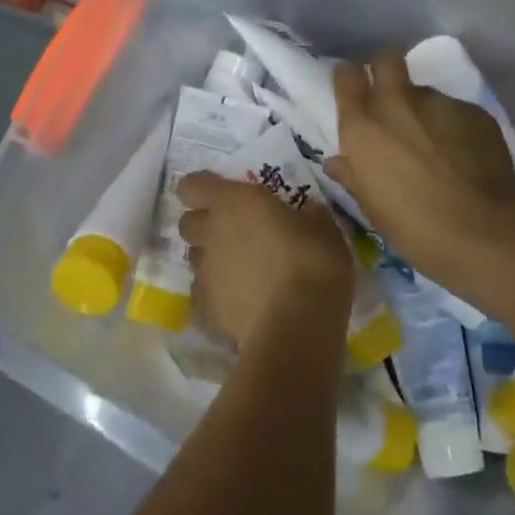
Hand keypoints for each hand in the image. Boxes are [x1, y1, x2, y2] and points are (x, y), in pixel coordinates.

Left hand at [175, 172, 354, 349]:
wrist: (296, 329)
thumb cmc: (313, 265)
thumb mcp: (326, 231)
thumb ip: (309, 216)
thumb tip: (308, 212)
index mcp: (234, 202)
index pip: (193, 184)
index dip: (201, 188)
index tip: (221, 194)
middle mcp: (211, 232)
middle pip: (188, 222)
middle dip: (204, 224)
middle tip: (234, 232)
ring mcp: (204, 272)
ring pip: (195, 257)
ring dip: (211, 259)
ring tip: (241, 271)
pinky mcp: (204, 308)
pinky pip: (203, 293)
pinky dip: (217, 294)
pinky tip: (241, 303)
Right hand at [325, 52, 514, 283]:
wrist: (481, 231)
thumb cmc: (412, 226)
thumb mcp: (371, 205)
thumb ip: (352, 175)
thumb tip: (338, 162)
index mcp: (362, 126)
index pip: (347, 75)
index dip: (350, 79)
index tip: (354, 90)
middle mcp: (396, 103)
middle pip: (386, 60)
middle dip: (386, 73)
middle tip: (392, 102)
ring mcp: (438, 103)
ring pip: (424, 92)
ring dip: (423, 111)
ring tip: (436, 145)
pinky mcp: (473, 111)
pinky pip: (455, 111)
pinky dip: (454, 127)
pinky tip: (463, 156)